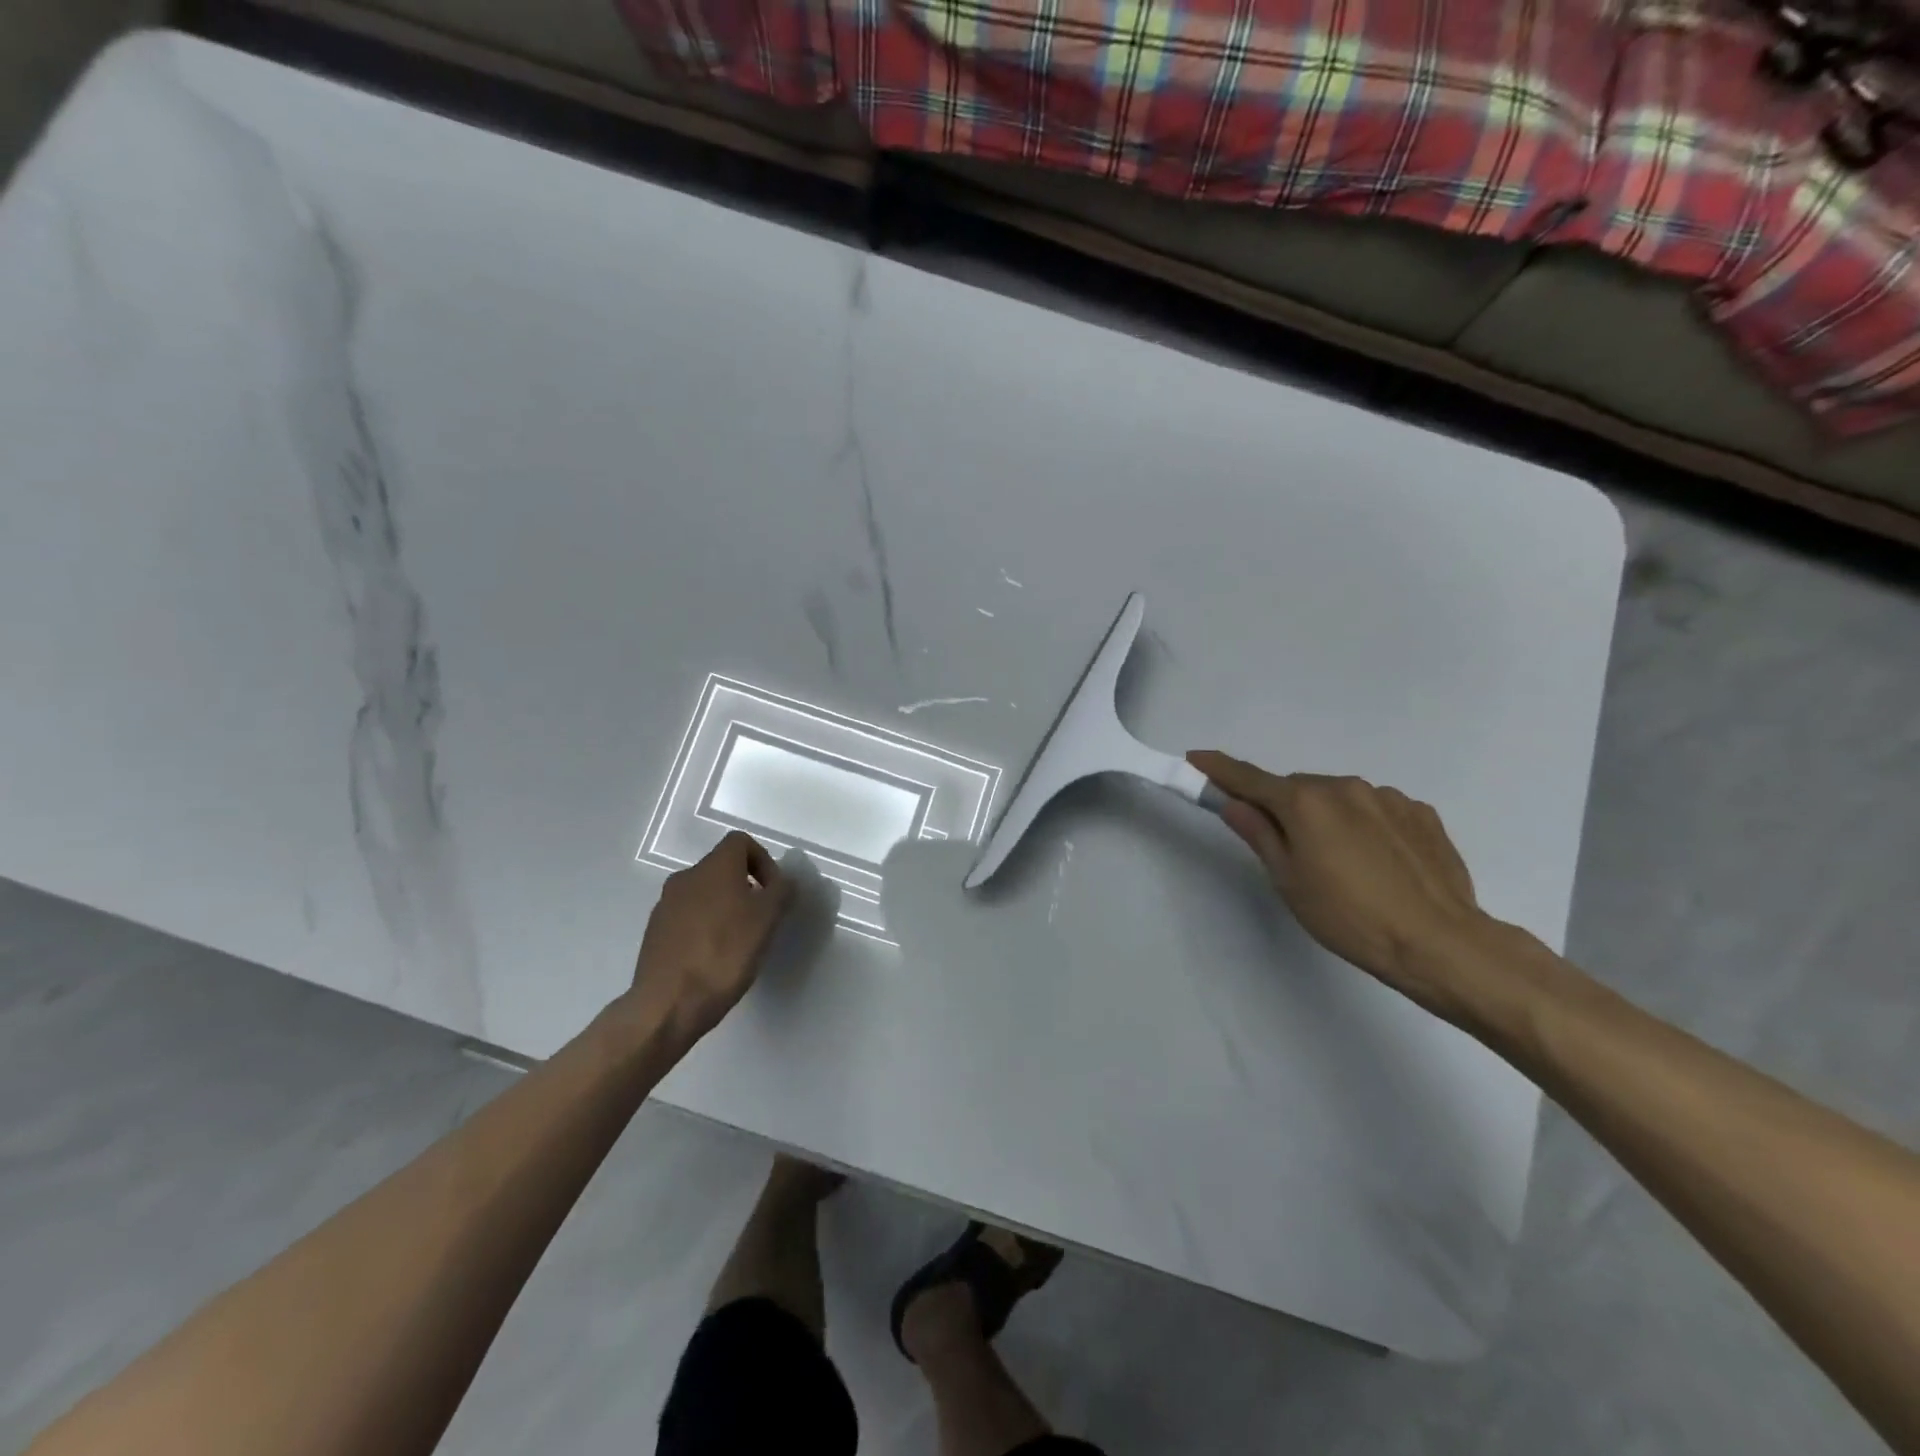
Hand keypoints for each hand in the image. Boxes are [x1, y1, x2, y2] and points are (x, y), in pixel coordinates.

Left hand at [627, 831, 794, 1046]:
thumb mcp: (768, 920)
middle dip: (746, 887)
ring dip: (725, 908)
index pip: (740, 841)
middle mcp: (686, 877)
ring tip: (738, 942)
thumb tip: (783, 881)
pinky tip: (713, 958)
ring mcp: (665, 905)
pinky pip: (687, 917)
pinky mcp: (654, 932)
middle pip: (722, 868)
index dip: (763, 861)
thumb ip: (781, 891)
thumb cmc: (725, 954)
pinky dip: (705, 927)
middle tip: (761, 920)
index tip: (773, 892)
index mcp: (714, 867)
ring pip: (704, 893)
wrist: (668, 1004)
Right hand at [1189, 750, 1492, 1016]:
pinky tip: (1378, 863)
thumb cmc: (1348, 917)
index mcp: (1305, 801)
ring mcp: (1387, 797)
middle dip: (1285, 808)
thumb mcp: (1288, 880)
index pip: (1249, 779)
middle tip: (1288, 850)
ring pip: (1339, 798)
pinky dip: (1365, 825)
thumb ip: (1259, 834)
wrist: (1439, 942)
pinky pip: (1376, 809)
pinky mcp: (1421, 813)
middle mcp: (1345, 786)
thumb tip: (1234, 803)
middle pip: (1298, 789)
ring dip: (1328, 817)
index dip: (1219, 770)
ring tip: (1343, 864)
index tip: (1196, 758)